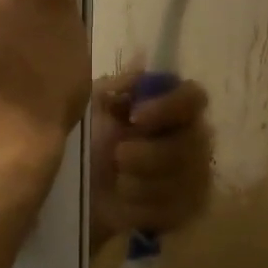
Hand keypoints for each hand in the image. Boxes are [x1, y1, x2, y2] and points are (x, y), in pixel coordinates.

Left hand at [88, 72, 213, 252]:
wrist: (73, 194)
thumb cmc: (87, 141)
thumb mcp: (94, 106)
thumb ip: (120, 85)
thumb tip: (142, 58)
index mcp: (172, 107)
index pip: (194, 97)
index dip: (168, 107)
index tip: (135, 117)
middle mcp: (192, 137)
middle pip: (192, 143)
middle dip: (150, 155)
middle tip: (118, 157)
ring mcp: (194, 175)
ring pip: (185, 180)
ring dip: (143, 183)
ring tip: (117, 183)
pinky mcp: (187, 210)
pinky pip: (178, 209)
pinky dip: (146, 209)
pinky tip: (126, 206)